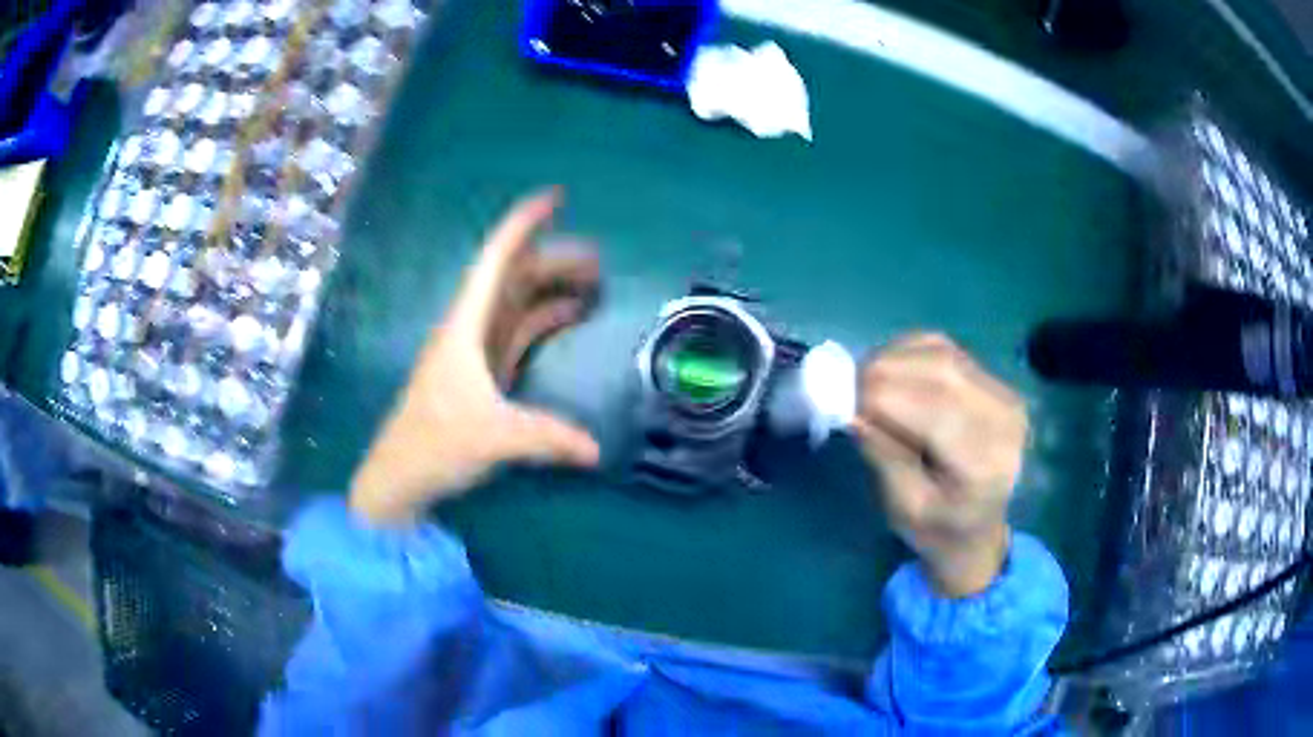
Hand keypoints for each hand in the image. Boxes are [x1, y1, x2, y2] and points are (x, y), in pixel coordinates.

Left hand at [350, 190, 601, 524]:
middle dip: (553, 260)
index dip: (523, 224)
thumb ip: (546, 438)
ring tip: (594, 284)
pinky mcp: (485, 374)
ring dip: (552, 288)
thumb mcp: (491, 438)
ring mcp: (478, 351)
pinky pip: (520, 332)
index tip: (555, 198)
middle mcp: (471, 328)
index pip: (495, 260)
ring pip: (518, 303)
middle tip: (598, 260)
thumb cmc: (434, 444)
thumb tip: (596, 450)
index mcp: (465, 326)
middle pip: (514, 278)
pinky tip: (569, 317)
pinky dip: (546, 319)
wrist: (400, 477)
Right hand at [852, 333, 1026, 596]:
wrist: (981, 527)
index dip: (878, 397)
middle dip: (880, 372)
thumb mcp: (904, 508)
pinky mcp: (993, 380)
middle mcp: (1002, 416)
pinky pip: (943, 349)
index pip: (931, 408)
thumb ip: (883, 456)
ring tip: (864, 384)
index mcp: (984, 461)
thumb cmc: (939, 530)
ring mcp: (1002, 392)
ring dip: (892, 359)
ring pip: (938, 352)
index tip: (837, 405)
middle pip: (937, 371)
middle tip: (843, 390)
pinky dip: (908, 353)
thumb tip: (852, 410)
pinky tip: (891, 375)